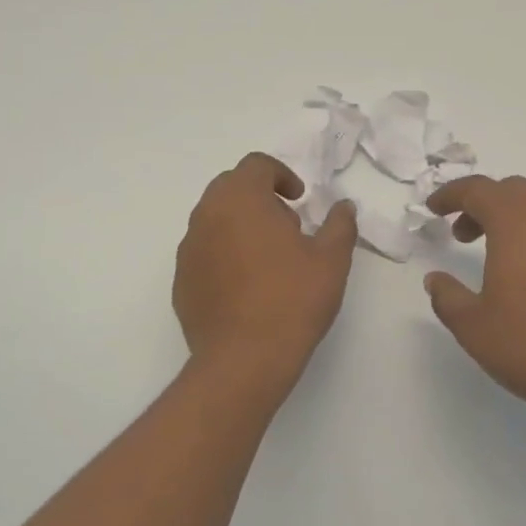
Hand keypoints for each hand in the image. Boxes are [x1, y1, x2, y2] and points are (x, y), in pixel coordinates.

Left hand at [174, 153, 356, 382]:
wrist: (244, 360)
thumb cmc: (292, 300)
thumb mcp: (332, 259)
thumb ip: (340, 224)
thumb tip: (344, 206)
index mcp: (241, 199)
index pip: (256, 165)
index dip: (281, 175)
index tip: (300, 199)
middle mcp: (207, 215)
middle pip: (231, 188)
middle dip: (260, 197)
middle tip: (288, 227)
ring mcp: (189, 249)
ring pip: (214, 220)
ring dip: (241, 225)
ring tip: (269, 259)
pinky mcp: (181, 281)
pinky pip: (204, 252)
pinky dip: (224, 255)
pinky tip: (247, 287)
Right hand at [424, 175, 525, 433]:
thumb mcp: (474, 328)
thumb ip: (448, 297)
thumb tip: (436, 279)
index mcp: (518, 222)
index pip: (477, 189)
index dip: (450, 194)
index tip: (433, 208)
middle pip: (515, 191)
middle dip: (485, 205)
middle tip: (465, 235)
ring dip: (519, 222)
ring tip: (505, 259)